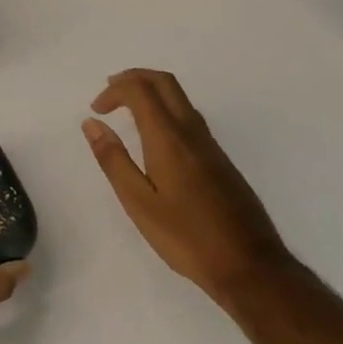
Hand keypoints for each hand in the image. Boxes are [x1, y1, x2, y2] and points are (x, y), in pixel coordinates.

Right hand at [82, 69, 289, 299]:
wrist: (249, 266)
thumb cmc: (186, 237)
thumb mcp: (138, 203)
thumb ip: (113, 160)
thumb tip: (92, 124)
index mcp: (169, 139)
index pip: (140, 90)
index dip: (114, 91)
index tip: (96, 111)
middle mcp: (192, 132)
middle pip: (164, 82)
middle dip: (134, 77)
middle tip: (109, 93)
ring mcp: (211, 145)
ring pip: (180, 98)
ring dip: (150, 92)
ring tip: (126, 110)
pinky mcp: (220, 160)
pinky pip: (189, 117)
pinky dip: (165, 110)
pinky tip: (155, 138)